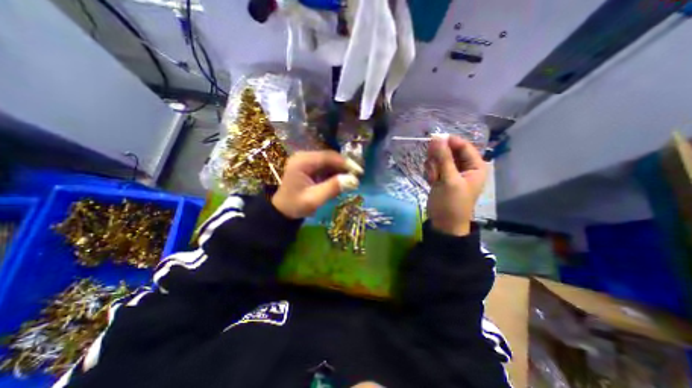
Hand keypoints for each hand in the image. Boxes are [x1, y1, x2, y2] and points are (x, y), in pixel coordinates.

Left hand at [272, 149, 362, 218]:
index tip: (359, 172)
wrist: (281, 210)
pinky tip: (340, 180)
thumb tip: (354, 180)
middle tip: (357, 177)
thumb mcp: (314, 199)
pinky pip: (325, 166)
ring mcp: (305, 161)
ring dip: (340, 170)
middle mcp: (304, 157)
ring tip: (351, 180)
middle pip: (329, 157)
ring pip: (329, 161)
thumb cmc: (295, 205)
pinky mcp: (308, 166)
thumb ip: (333, 188)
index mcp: (302, 162)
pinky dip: (334, 173)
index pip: (329, 157)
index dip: (346, 163)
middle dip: (344, 166)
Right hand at [426, 133, 488, 235]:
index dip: (449, 142)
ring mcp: (452, 172)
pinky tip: (432, 181)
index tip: (433, 140)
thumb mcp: (449, 180)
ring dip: (434, 167)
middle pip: (449, 151)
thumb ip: (443, 158)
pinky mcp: (441, 177)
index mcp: (475, 165)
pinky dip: (431, 172)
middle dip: (439, 158)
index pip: (463, 146)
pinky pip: (434, 167)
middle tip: (434, 167)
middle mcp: (465, 166)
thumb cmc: (452, 203)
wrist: (443, 223)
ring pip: (439, 159)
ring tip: (434, 179)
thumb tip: (437, 137)